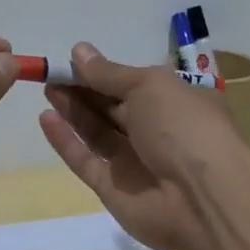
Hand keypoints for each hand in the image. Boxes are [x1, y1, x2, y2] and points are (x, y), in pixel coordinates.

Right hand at [36, 41, 249, 249]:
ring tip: (46, 88)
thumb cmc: (184, 127)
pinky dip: (66, 141)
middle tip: (50, 73)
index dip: (103, 72)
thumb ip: (110, 73)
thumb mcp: (149, 86)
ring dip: (73, 110)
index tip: (71, 60)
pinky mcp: (114, 189)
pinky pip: (86, 161)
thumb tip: (79, 50)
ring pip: (97, 132)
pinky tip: (45, 118)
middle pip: (112, 107)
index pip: (133, 83)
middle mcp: (156, 132)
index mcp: (175, 102)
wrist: (203, 199)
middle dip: (83, 89)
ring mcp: (135, 162)